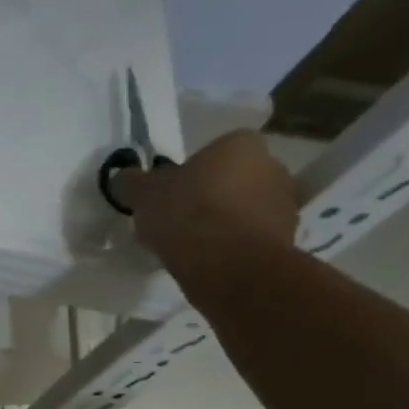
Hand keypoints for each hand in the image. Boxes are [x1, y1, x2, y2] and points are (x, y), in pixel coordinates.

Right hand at [120, 130, 299, 278]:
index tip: (170, 195)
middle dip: (211, 195)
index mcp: (240, 144)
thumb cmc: (187, 214)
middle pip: (233, 178)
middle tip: (179, 220)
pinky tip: (210, 262)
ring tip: (192, 246)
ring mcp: (285, 203)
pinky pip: (252, 237)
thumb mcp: (143, 195)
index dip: (190, 173)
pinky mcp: (286, 238)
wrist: (228, 264)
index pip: (214, 151)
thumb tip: (123, 177)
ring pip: (245, 208)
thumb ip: (132, 183)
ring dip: (224, 222)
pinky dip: (234, 246)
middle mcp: (273, 165)